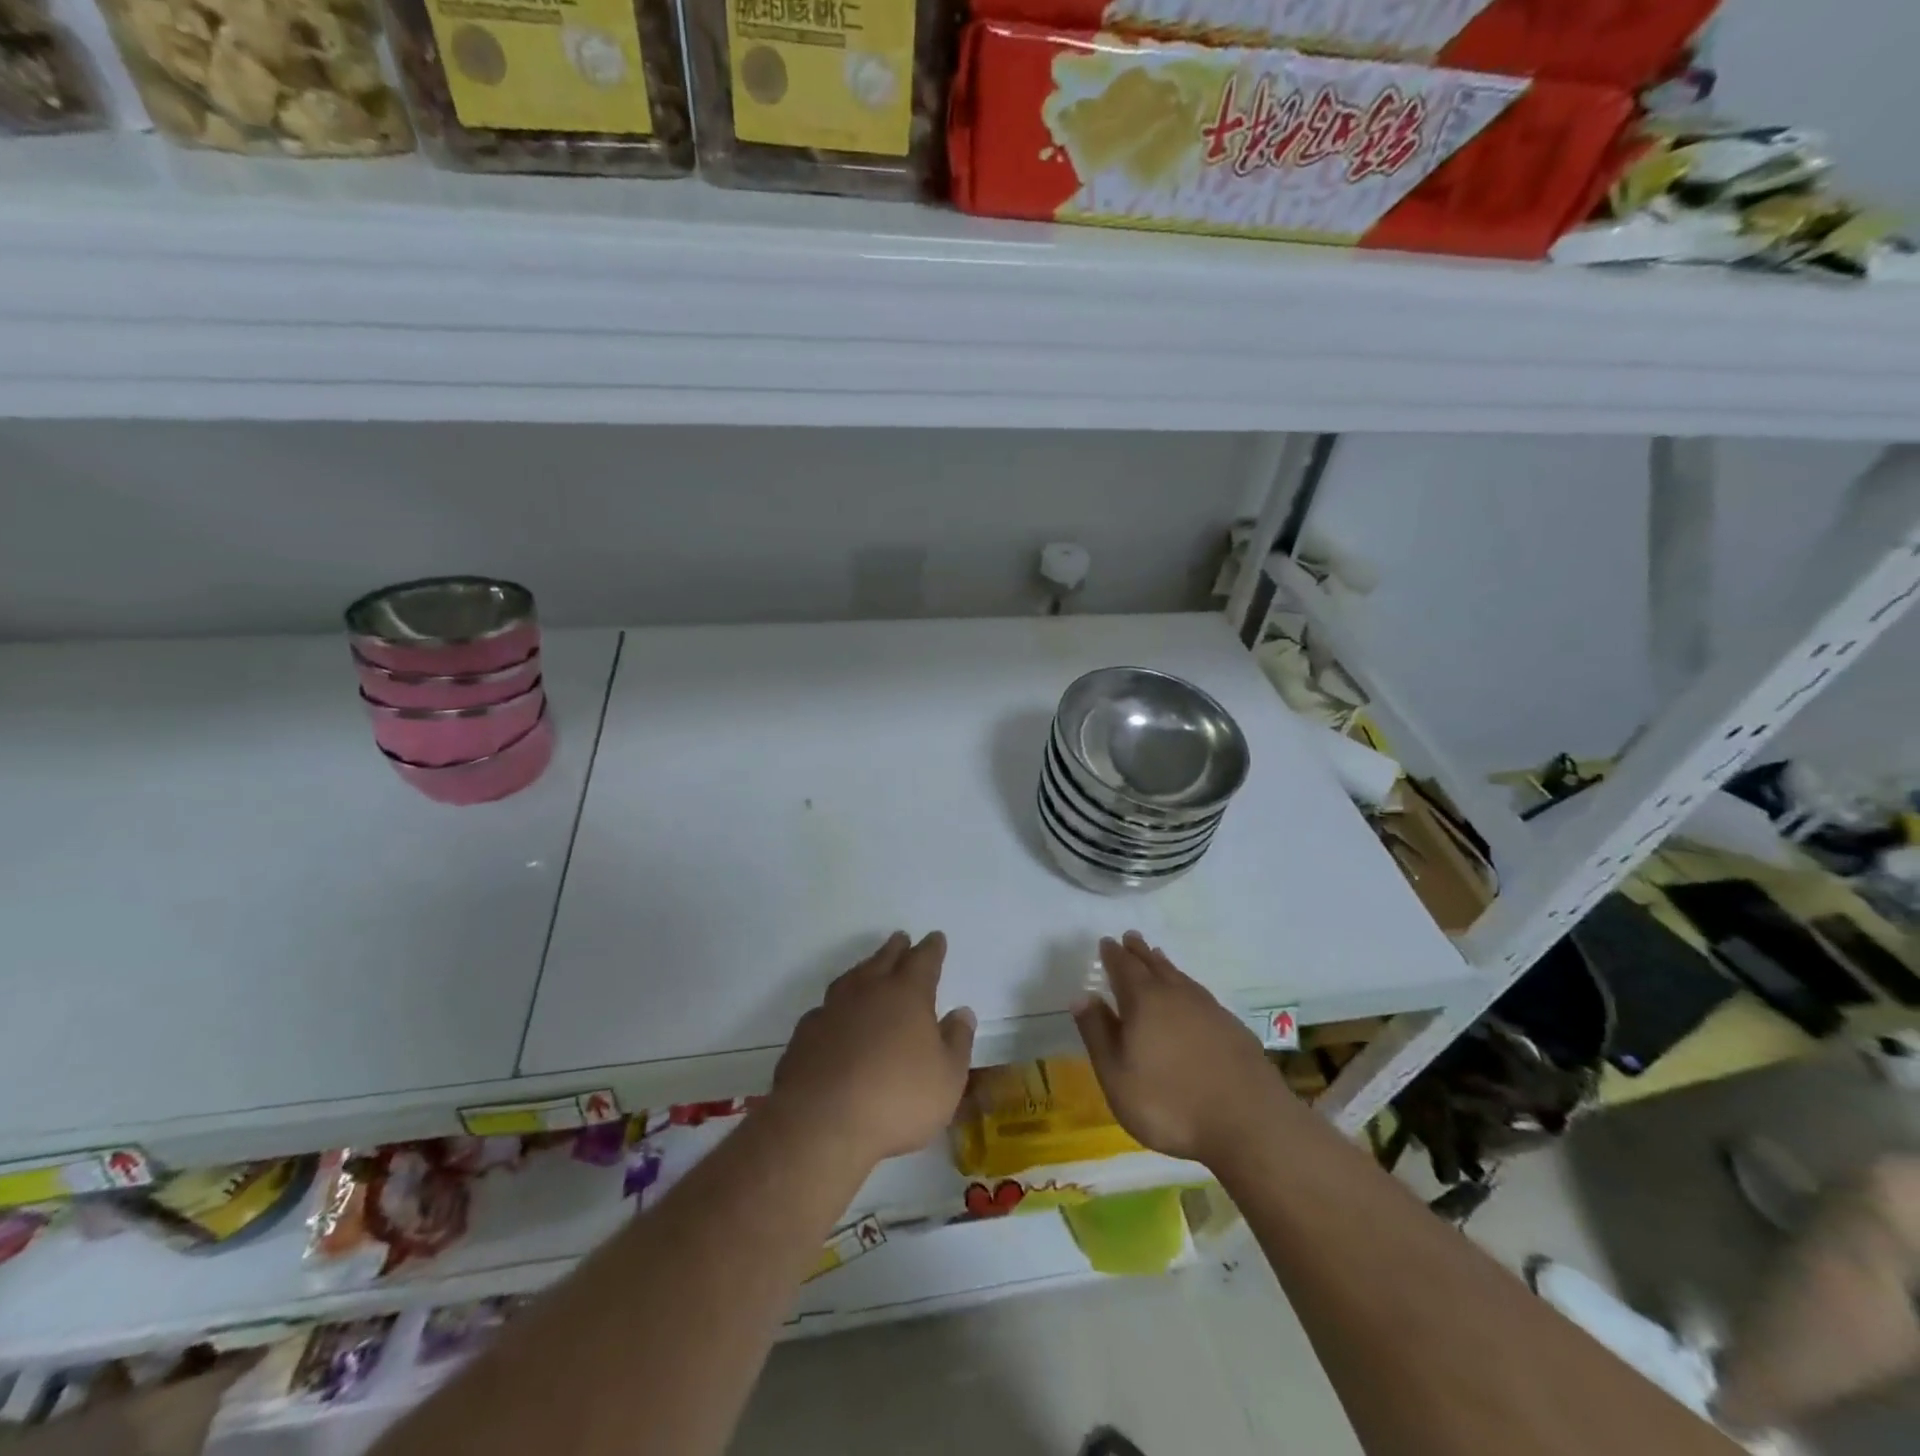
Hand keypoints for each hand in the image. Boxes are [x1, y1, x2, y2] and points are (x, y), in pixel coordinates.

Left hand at [768, 931, 976, 1169]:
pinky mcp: (804, 1035)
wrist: (821, 1123)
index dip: (932, 948)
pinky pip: (825, 1010)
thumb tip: (962, 1012)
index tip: (936, 937)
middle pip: (884, 960)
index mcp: (907, 994)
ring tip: (869, 969)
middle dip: (896, 949)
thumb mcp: (947, 1078)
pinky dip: (836, 1008)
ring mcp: (831, 1010)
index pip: (923, 960)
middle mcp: (868, 991)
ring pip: (851, 979)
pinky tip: (836, 1018)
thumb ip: (957, 1042)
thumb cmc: (897, 1099)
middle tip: (901, 938)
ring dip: (864, 970)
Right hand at [1071, 931, 1287, 1165]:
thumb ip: (1098, 1033)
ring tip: (1157, 957)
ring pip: (1180, 978)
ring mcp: (1209, 1009)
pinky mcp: (1233, 1028)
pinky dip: (1188, 988)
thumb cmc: (1169, 1104)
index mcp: (1144, 1002)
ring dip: (1165, 965)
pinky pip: (1202, 995)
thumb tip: (1082, 996)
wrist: (1249, 1124)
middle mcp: (1176, 995)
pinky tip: (1191, 998)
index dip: (1113, 955)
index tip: (1106, 942)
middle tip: (1131, 937)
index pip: (1124, 968)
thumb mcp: (1117, 1076)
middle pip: (1154, 965)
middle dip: (1139, 952)